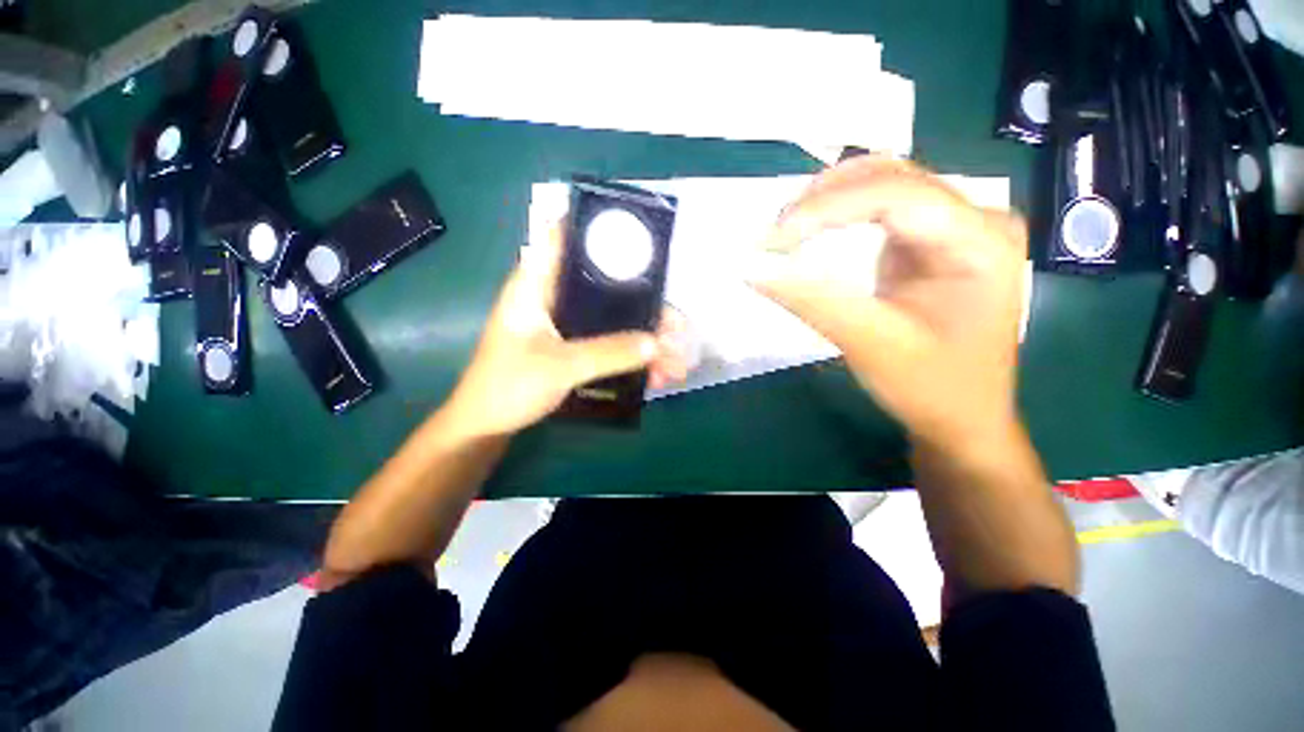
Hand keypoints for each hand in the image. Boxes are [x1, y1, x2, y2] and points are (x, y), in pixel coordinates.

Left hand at [445, 223, 689, 438]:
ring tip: (676, 365)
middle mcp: (547, 296)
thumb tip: (659, 341)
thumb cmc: (508, 386)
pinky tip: (653, 379)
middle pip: (603, 284)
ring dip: (642, 338)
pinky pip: (602, 343)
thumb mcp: (561, 367)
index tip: (641, 234)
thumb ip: (610, 352)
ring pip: (608, 318)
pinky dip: (626, 357)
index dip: (597, 226)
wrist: (481, 429)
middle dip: (644, 304)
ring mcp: (555, 324)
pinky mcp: (561, 349)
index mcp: (535, 284)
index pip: (562, 235)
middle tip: (680, 328)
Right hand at [747, 157, 1026, 447]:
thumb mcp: (880, 350)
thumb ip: (817, 301)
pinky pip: (891, 200)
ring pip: (888, 180)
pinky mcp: (946, 231)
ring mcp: (966, 221)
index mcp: (985, 243)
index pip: (901, 195)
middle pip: (895, 177)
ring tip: (790, 230)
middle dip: (828, 198)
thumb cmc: (938, 395)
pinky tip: (817, 226)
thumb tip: (749, 265)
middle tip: (775, 234)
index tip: (773, 237)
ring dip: (834, 198)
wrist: (969, 423)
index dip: (831, 205)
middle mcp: (981, 219)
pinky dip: (848, 210)